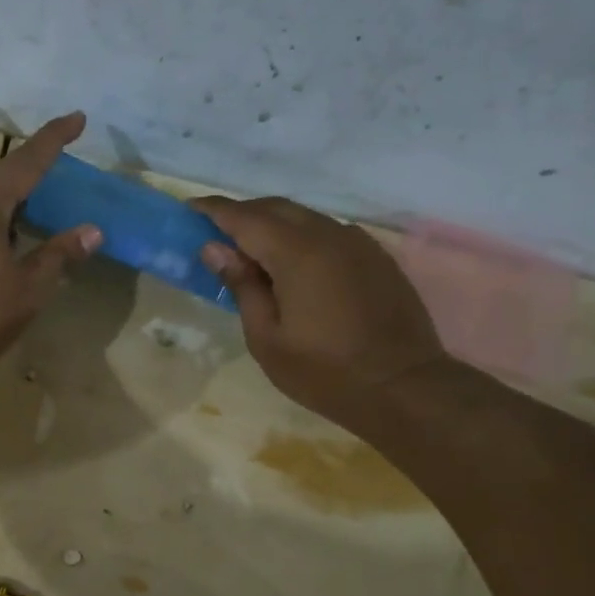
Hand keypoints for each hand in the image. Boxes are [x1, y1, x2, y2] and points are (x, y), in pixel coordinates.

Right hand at [193, 196, 448, 422]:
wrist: (404, 387)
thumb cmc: (325, 372)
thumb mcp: (268, 338)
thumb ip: (242, 286)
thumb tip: (215, 249)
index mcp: (297, 253)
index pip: (245, 217)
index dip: (214, 210)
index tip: (189, 209)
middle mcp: (329, 235)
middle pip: (276, 208)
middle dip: (242, 213)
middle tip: (215, 233)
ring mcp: (358, 243)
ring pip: (305, 217)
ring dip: (273, 225)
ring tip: (251, 250)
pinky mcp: (376, 256)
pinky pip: (329, 232)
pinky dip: (302, 237)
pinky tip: (294, 264)